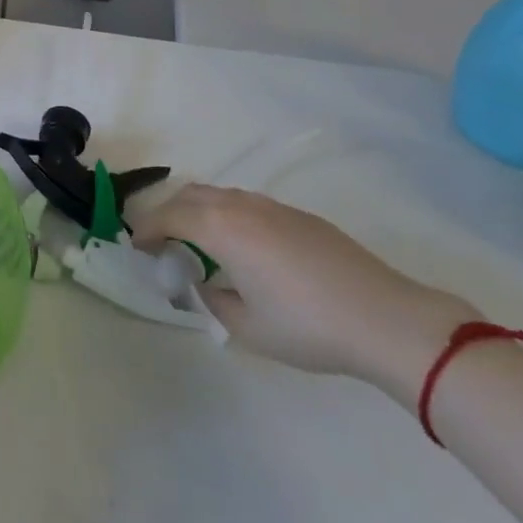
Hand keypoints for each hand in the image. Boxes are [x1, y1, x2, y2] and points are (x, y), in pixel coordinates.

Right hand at [129, 185, 474, 397]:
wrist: (385, 318)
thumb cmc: (307, 326)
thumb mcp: (247, 327)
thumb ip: (213, 299)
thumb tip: (204, 282)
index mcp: (221, 228)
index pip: (168, 216)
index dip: (147, 230)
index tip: (138, 247)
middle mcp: (241, 206)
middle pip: (190, 195)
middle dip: (168, 213)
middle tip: (162, 241)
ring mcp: (273, 207)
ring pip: (220, 195)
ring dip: (199, 211)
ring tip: (198, 243)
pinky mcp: (299, 216)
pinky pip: (248, 204)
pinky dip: (228, 216)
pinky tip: (243, 248)